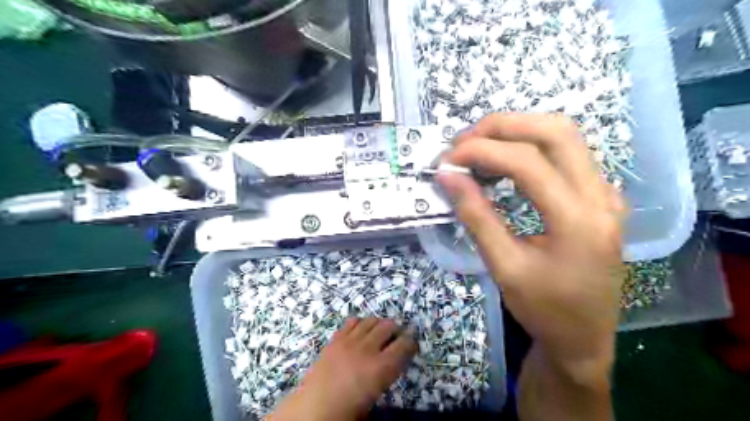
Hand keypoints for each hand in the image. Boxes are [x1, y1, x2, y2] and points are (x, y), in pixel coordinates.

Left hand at [266, 320, 414, 420]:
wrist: (314, 408)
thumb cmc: (347, 411)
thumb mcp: (375, 396)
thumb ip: (386, 374)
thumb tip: (391, 362)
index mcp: (382, 368)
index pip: (404, 345)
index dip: (411, 341)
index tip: (412, 343)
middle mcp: (368, 349)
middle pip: (388, 326)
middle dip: (396, 329)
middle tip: (396, 337)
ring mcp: (350, 341)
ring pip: (371, 320)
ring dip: (379, 324)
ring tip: (379, 332)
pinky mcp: (336, 338)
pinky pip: (352, 321)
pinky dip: (360, 323)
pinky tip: (360, 331)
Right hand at [438, 113, 624, 379]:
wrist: (584, 338)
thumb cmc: (543, 309)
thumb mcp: (504, 267)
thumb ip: (475, 216)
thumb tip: (447, 176)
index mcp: (579, 220)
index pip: (527, 162)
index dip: (482, 151)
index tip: (447, 159)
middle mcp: (601, 196)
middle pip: (555, 130)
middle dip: (502, 126)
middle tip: (463, 143)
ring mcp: (606, 194)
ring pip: (564, 136)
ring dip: (516, 132)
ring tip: (478, 148)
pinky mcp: (600, 197)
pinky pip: (567, 153)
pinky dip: (530, 146)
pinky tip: (505, 162)